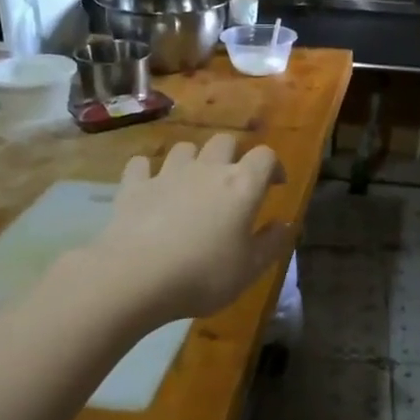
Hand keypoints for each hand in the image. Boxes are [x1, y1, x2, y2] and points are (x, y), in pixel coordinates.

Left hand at [95, 133, 291, 325]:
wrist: (136, 277)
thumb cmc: (204, 275)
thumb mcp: (250, 268)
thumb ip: (272, 242)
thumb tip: (285, 224)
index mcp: (242, 186)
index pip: (265, 156)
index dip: (273, 166)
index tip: (275, 185)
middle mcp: (207, 169)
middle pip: (225, 141)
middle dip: (233, 155)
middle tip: (233, 183)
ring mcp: (167, 174)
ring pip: (185, 148)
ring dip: (193, 160)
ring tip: (193, 184)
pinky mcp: (134, 186)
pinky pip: (142, 164)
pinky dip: (148, 171)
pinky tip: (150, 186)